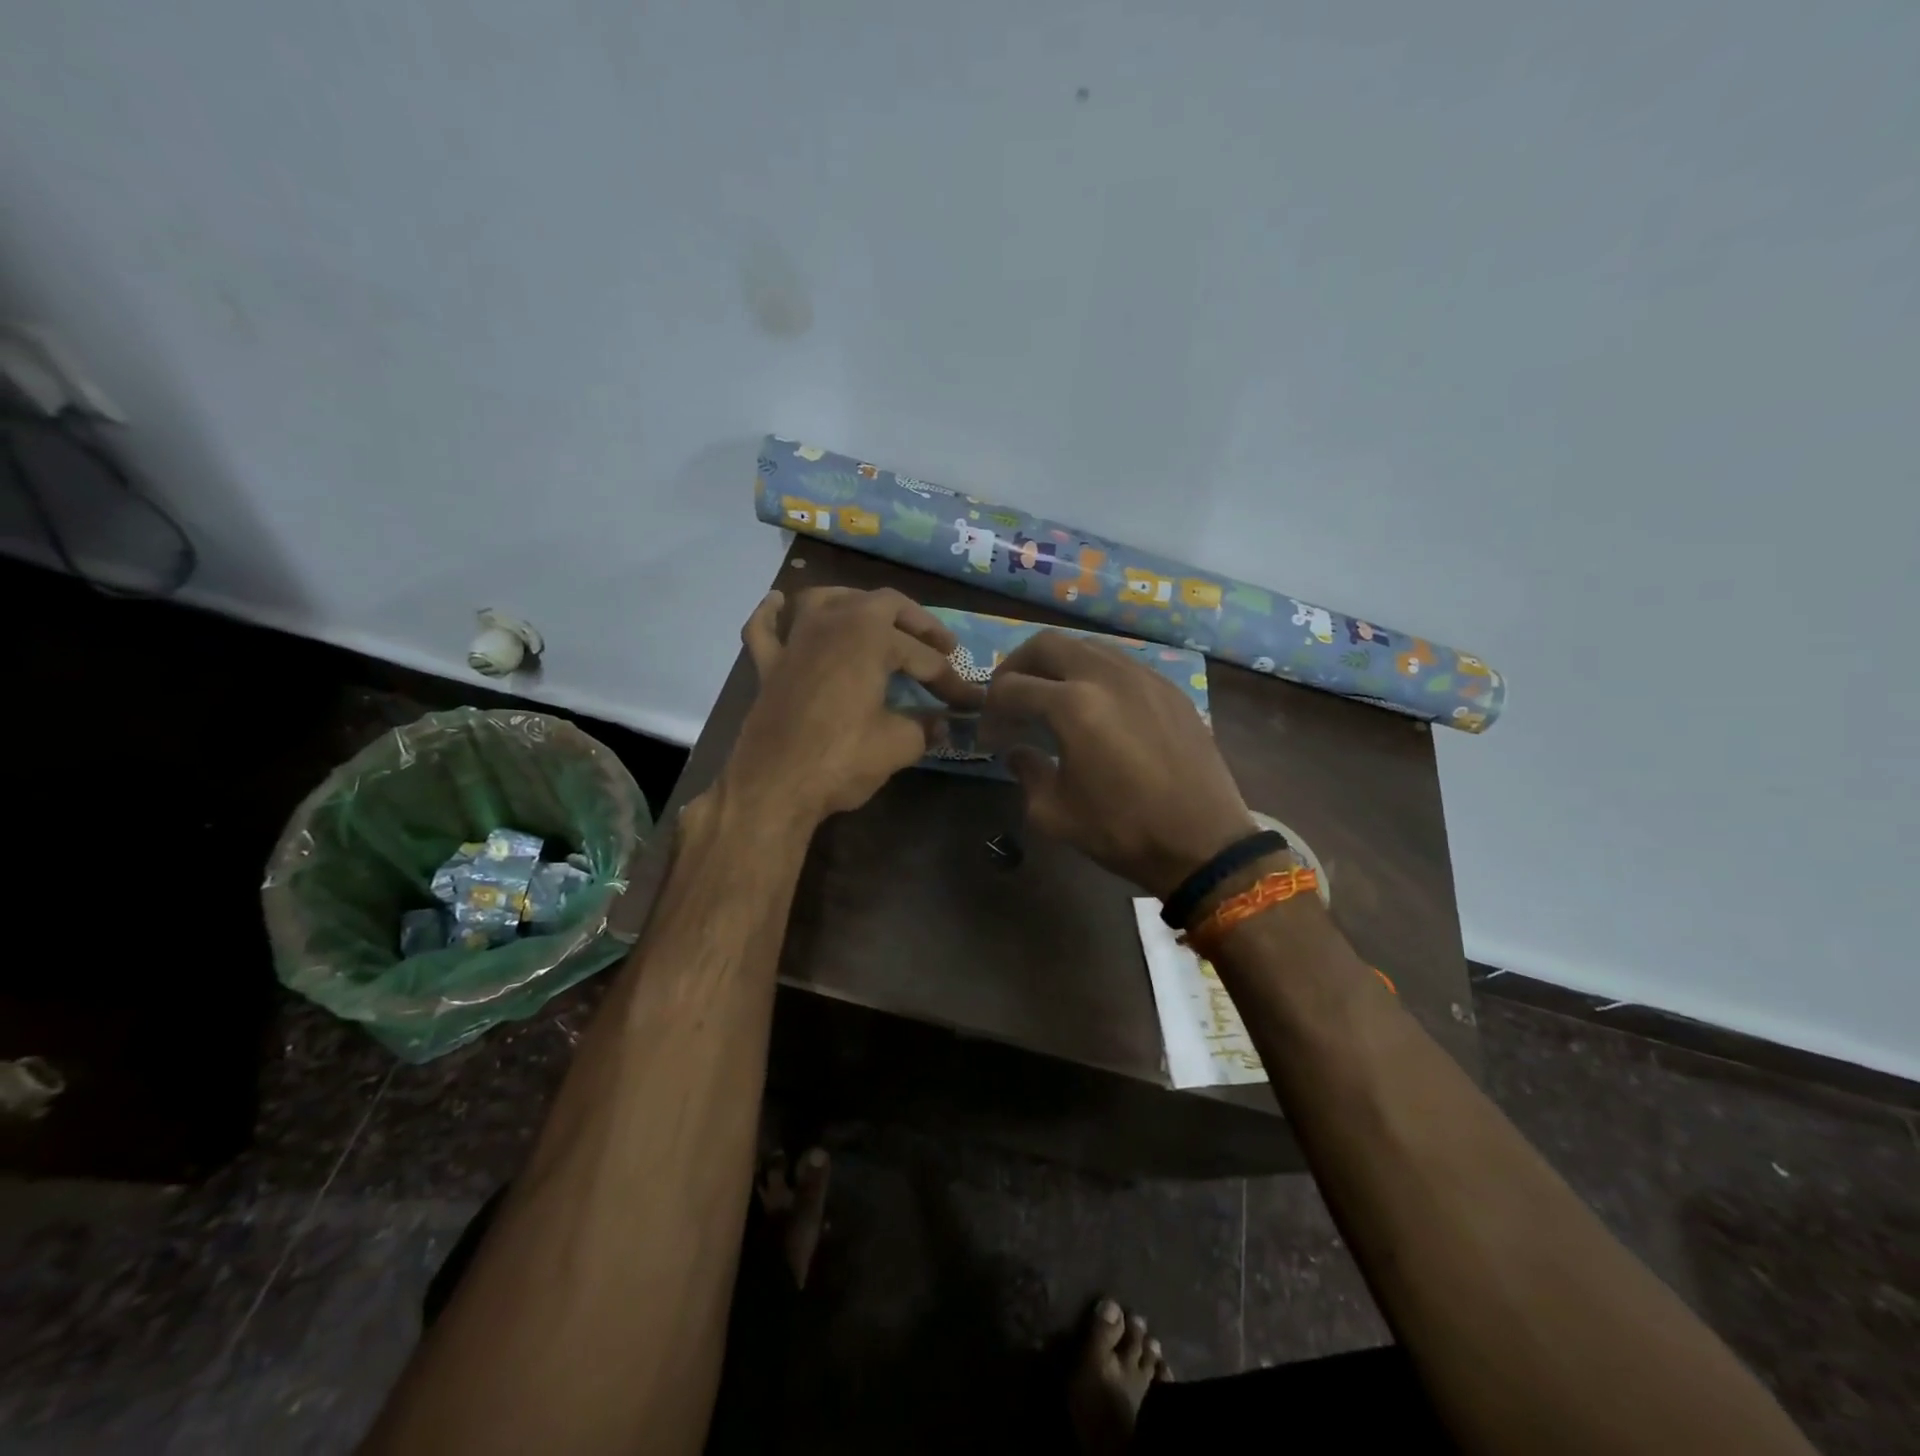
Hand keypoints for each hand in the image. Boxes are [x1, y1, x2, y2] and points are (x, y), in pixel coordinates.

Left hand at [723, 586, 983, 829]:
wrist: (774, 787)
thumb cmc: (842, 759)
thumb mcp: (898, 745)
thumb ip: (924, 727)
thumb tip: (942, 725)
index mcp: (870, 636)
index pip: (923, 656)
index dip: (951, 681)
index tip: (968, 702)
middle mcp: (832, 623)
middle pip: (882, 604)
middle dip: (917, 623)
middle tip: (941, 646)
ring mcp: (794, 642)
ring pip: (824, 600)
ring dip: (854, 602)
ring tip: (874, 617)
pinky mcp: (768, 667)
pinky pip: (765, 628)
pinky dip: (773, 614)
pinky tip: (778, 603)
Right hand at [981, 630, 1251, 896]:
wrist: (1204, 842)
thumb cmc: (1123, 831)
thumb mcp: (1055, 814)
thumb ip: (1027, 773)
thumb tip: (1018, 752)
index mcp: (1072, 706)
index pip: (1011, 688)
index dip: (990, 710)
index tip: (989, 735)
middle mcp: (1106, 676)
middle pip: (1045, 644)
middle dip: (1017, 667)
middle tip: (1010, 699)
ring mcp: (1143, 676)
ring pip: (1085, 646)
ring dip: (1057, 665)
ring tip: (1050, 698)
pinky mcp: (1168, 687)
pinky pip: (1120, 662)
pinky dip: (1094, 674)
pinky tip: (1096, 707)